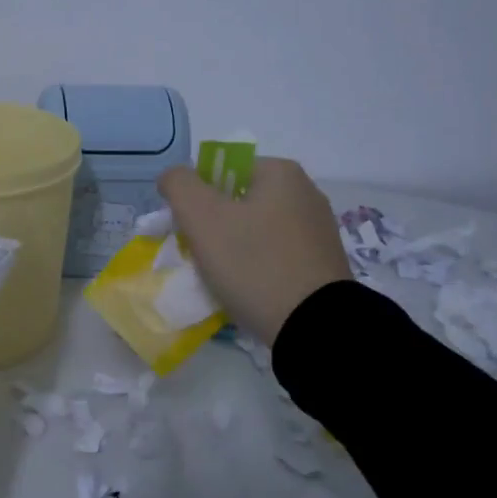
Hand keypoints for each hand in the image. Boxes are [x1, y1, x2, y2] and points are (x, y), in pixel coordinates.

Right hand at [157, 157, 350, 345]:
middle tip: (201, 257)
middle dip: (213, 226)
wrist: (313, 326)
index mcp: (281, 172)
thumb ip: (179, 184)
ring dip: (232, 249)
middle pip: (238, 201)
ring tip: (222, 279)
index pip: (222, 171)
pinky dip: (256, 268)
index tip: (189, 230)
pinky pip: (275, 255)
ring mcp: (318, 229)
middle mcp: (306, 192)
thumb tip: (173, 177)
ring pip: (255, 230)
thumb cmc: (253, 263)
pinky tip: (248, 290)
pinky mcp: (322, 263)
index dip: (196, 197)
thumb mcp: (201, 216)